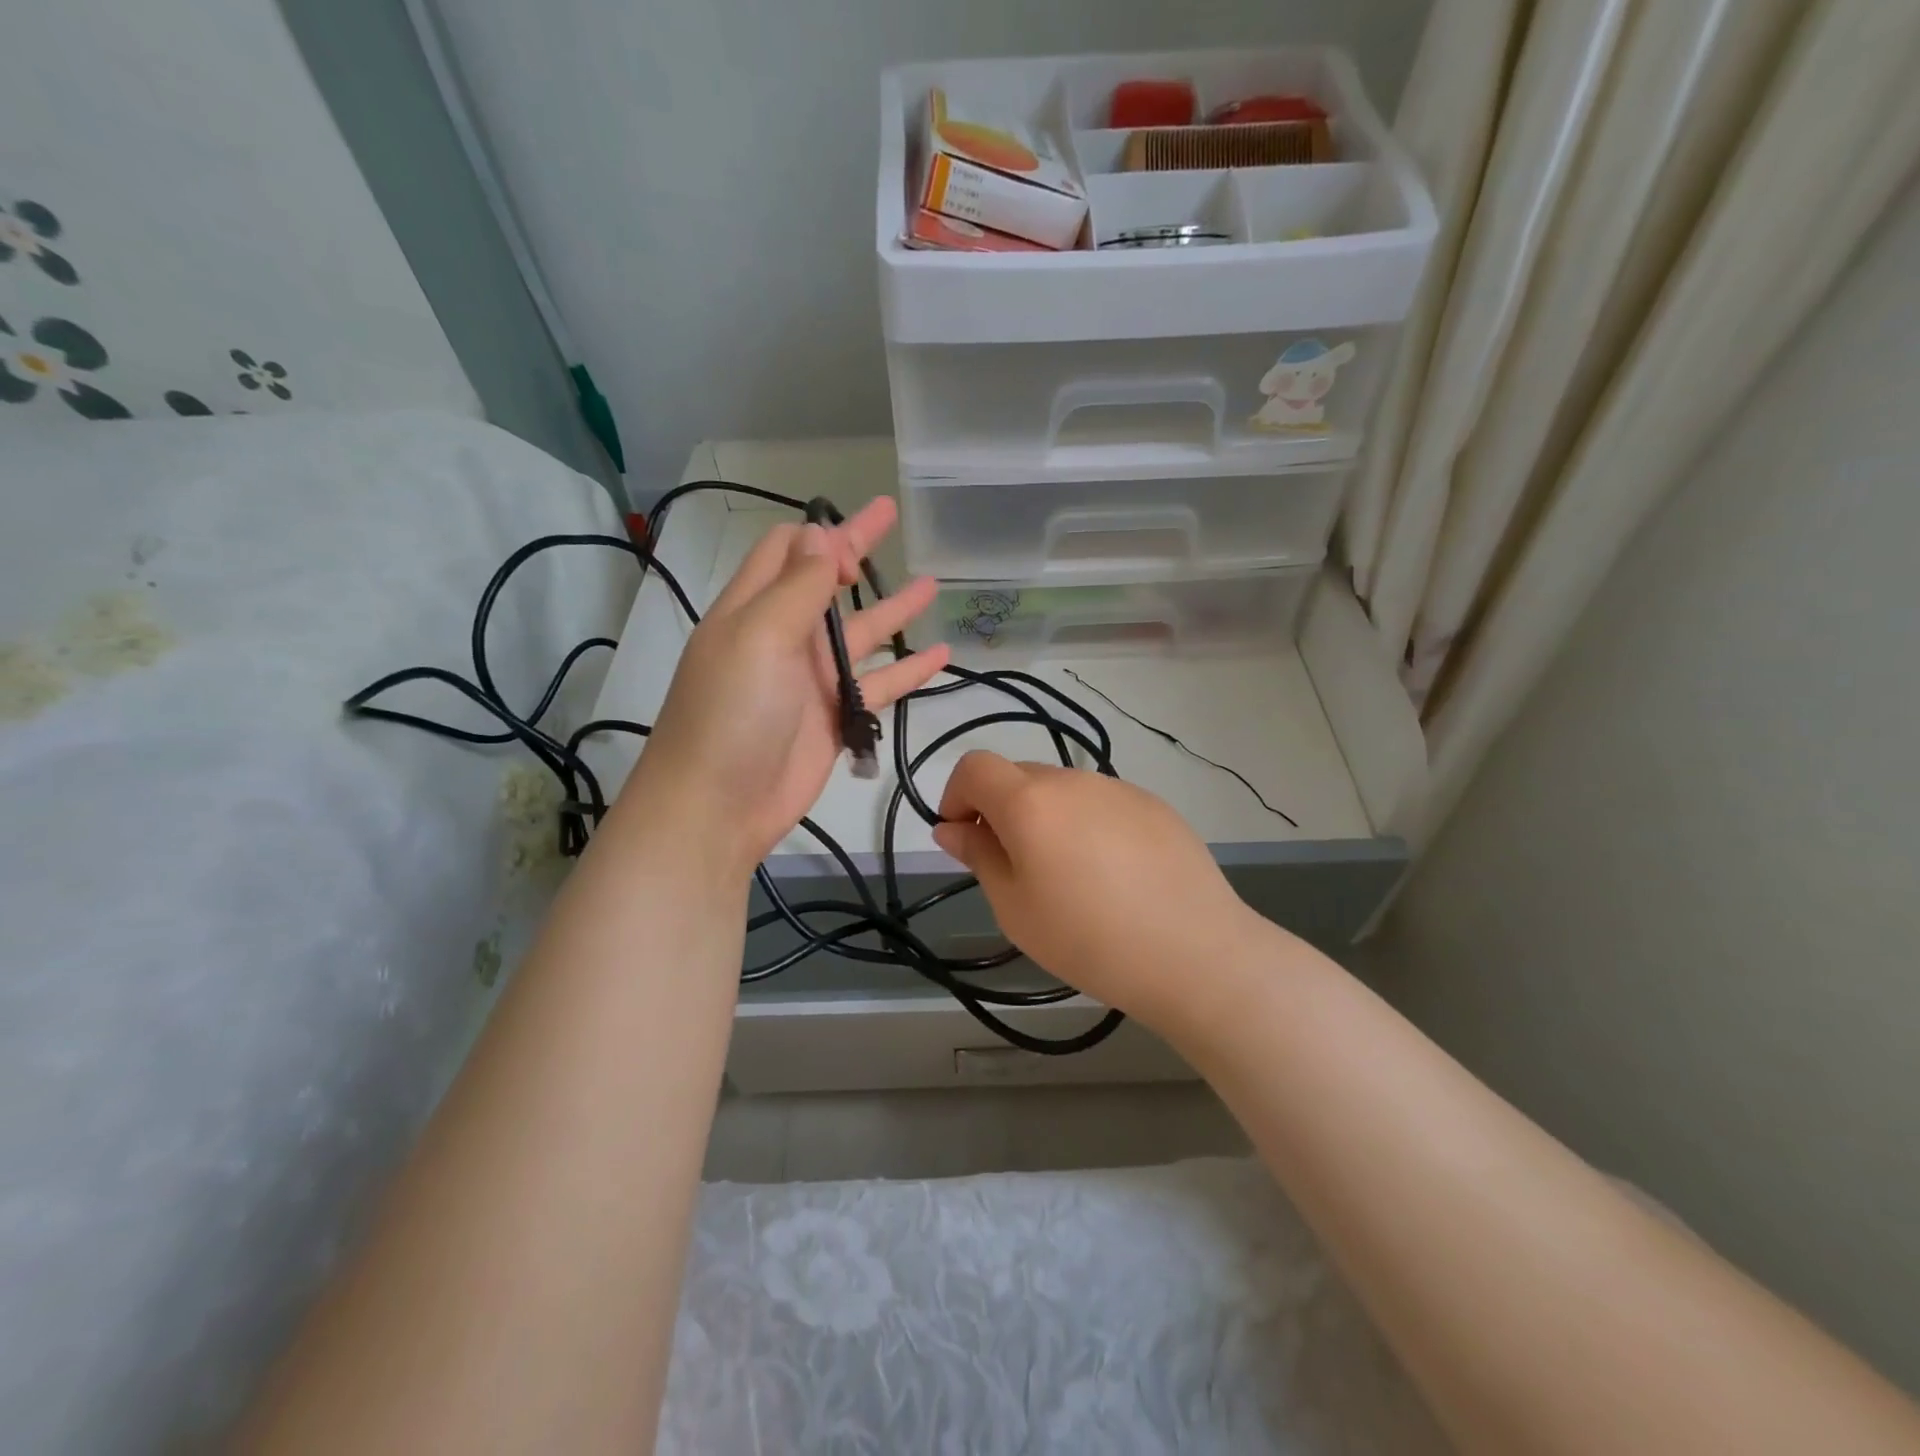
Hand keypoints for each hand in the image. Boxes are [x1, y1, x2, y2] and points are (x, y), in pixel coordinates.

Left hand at [627, 498, 947, 874]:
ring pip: (861, 632)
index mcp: (755, 608)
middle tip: (893, 514)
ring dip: (894, 608)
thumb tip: (820, 533)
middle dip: (858, 547)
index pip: (787, 550)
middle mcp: (784, 635)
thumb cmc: (731, 712)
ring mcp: (812, 678)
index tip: (854, 551)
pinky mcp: (836, 716)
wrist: (718, 806)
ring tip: (933, 584)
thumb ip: (797, 586)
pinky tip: (941, 655)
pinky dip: (909, 670)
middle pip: (826, 581)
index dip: (820, 538)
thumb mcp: (760, 636)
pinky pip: (879, 684)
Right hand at [932, 751, 1270, 1031]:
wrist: (1195, 953)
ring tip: (1070, 877)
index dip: (956, 795)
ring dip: (1047, 818)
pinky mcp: (1154, 805)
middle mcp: (1073, 779)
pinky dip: (1088, 825)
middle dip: (1001, 810)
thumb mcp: (1015, 908)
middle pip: (1018, 776)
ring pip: (1062, 790)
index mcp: (1030, 801)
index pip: (975, 766)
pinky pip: (1102, 803)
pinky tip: (1113, 875)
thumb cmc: (1088, 939)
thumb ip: (979, 855)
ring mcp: (1118, 788)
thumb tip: (951, 827)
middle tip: (1016, 868)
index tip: (965, 837)